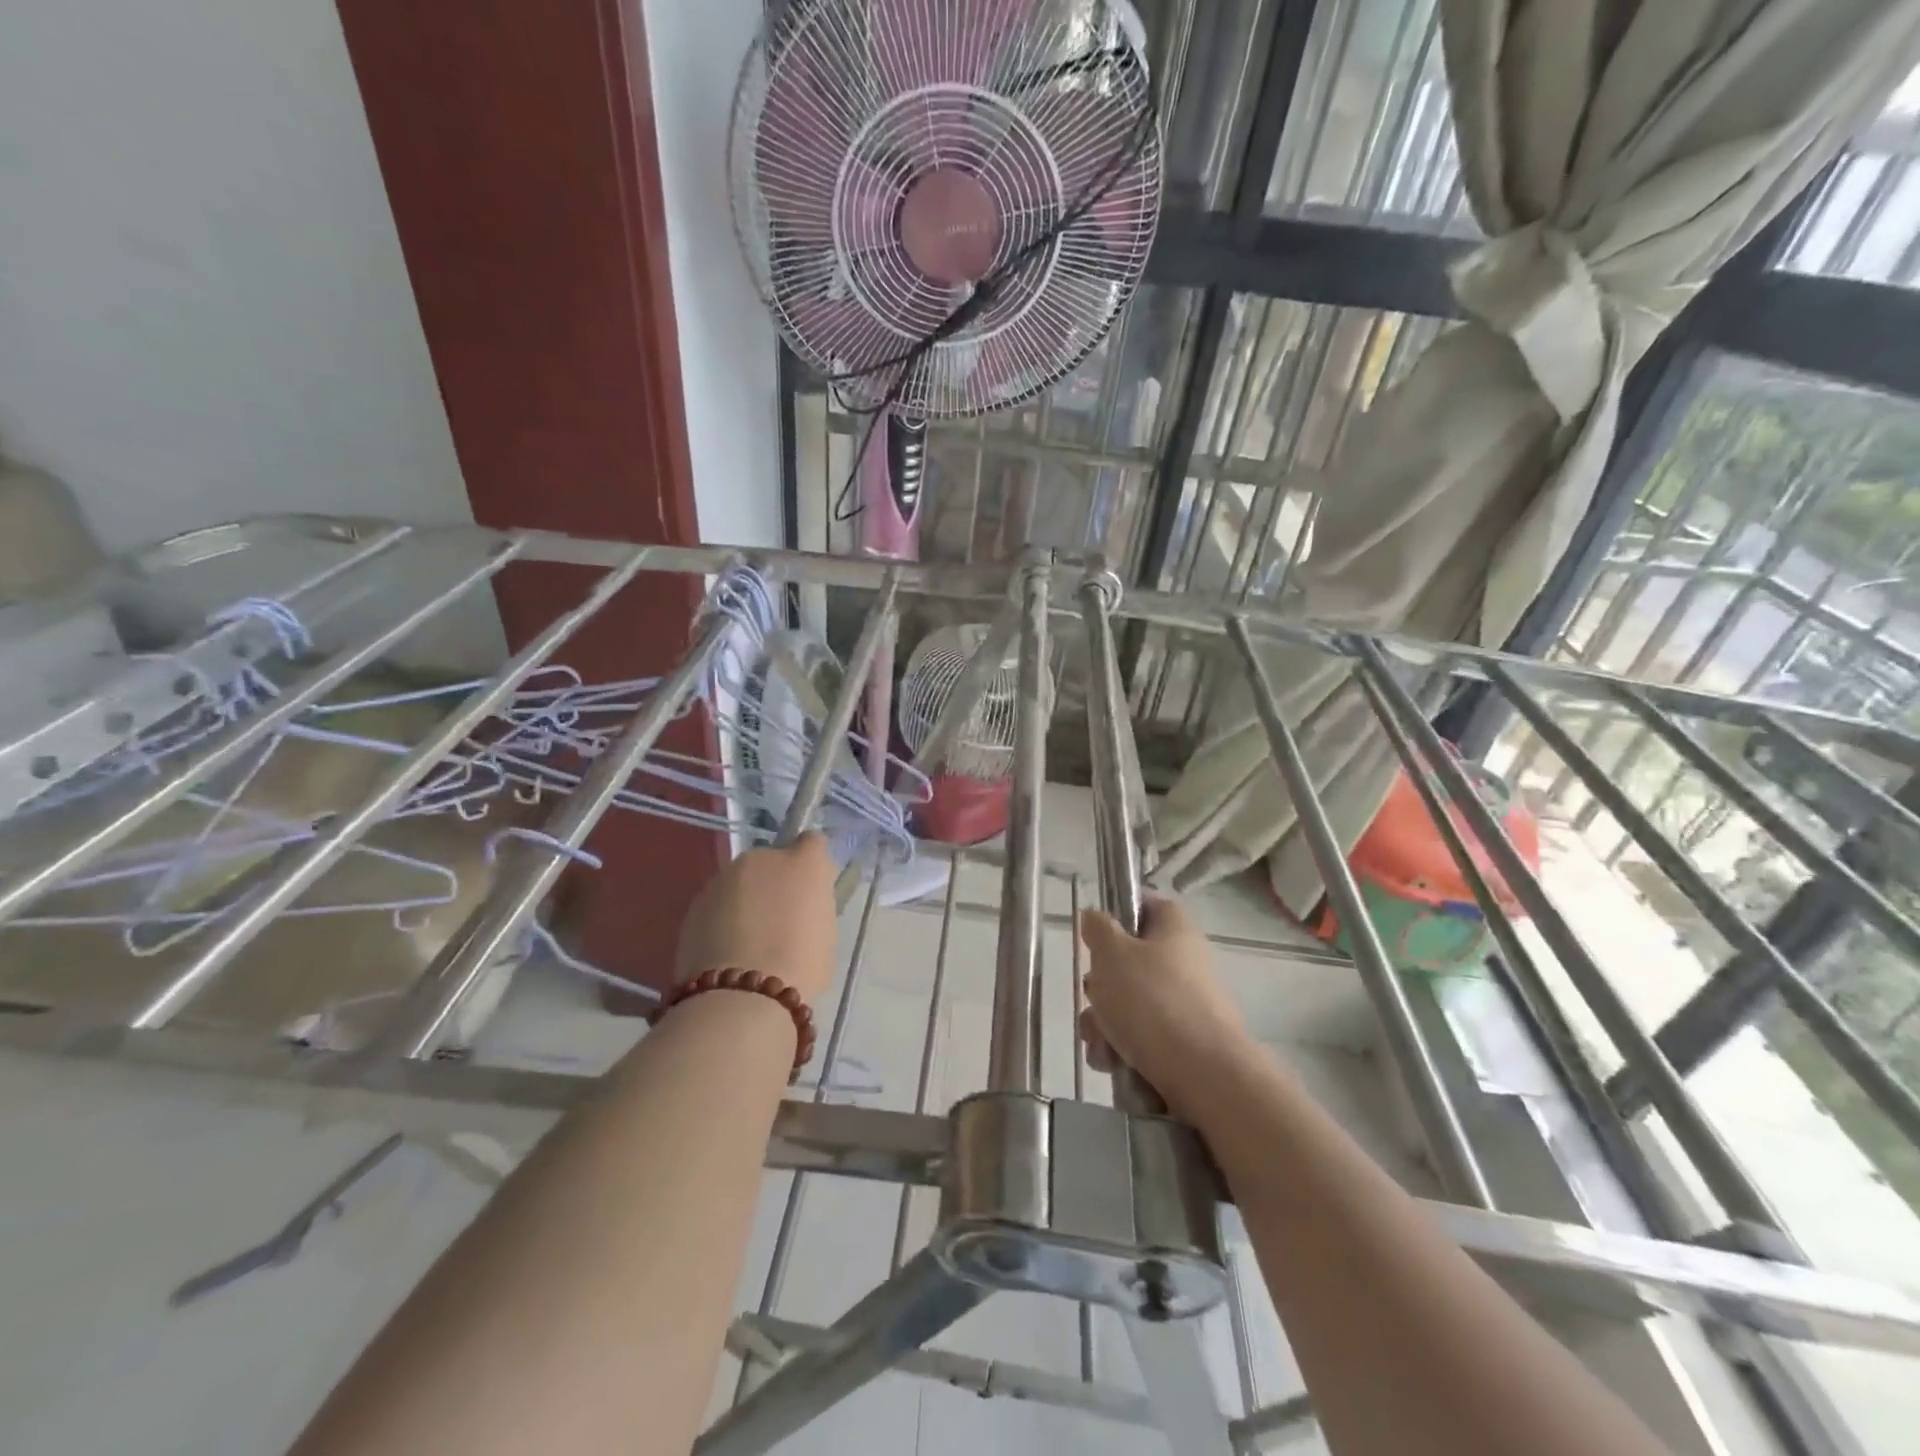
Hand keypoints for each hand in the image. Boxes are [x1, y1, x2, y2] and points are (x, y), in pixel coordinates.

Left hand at [675, 834, 837, 1001]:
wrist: (741, 996)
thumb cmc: (800, 967)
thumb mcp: (826, 935)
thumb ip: (814, 908)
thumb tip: (803, 906)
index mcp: (804, 863)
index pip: (813, 843)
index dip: (812, 863)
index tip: (811, 889)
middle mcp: (763, 858)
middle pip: (772, 862)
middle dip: (775, 883)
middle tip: (779, 921)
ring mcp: (724, 878)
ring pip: (741, 883)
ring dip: (746, 901)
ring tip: (747, 942)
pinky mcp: (696, 902)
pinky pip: (717, 904)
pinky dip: (722, 919)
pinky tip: (725, 952)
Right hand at [1078, 895, 1249, 1119]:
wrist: (1203, 1075)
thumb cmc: (1153, 1000)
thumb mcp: (1112, 954)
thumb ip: (1098, 929)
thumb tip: (1095, 916)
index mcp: (1175, 930)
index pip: (1148, 904)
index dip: (1121, 910)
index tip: (1095, 930)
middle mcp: (1185, 963)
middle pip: (1132, 960)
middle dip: (1101, 983)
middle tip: (1091, 995)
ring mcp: (1188, 1005)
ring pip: (1131, 1003)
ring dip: (1105, 1021)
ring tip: (1098, 1042)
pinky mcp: (1185, 1044)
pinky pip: (1143, 1036)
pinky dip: (1122, 1048)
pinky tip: (1111, 1063)